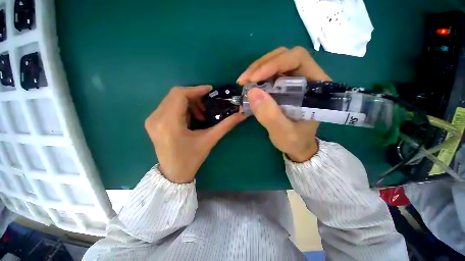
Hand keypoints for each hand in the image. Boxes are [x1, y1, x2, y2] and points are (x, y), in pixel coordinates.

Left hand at [145, 86, 244, 182]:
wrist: (173, 174)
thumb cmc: (191, 159)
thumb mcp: (209, 141)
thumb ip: (226, 126)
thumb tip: (242, 115)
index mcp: (169, 123)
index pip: (180, 95)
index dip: (196, 89)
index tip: (210, 90)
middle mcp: (156, 118)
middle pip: (175, 95)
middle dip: (194, 96)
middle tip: (207, 104)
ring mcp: (152, 120)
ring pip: (172, 99)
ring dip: (188, 102)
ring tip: (200, 114)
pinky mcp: (153, 122)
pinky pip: (168, 106)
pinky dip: (182, 107)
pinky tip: (191, 117)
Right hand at [237, 46, 331, 161]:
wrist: (297, 146)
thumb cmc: (295, 141)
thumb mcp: (284, 133)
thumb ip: (271, 116)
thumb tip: (253, 92)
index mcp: (316, 86)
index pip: (297, 59)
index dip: (274, 64)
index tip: (254, 78)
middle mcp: (307, 77)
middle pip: (285, 56)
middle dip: (262, 65)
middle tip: (244, 80)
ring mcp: (294, 80)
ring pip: (276, 62)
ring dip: (257, 70)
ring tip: (244, 82)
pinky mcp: (284, 86)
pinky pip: (270, 74)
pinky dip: (257, 77)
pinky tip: (249, 85)